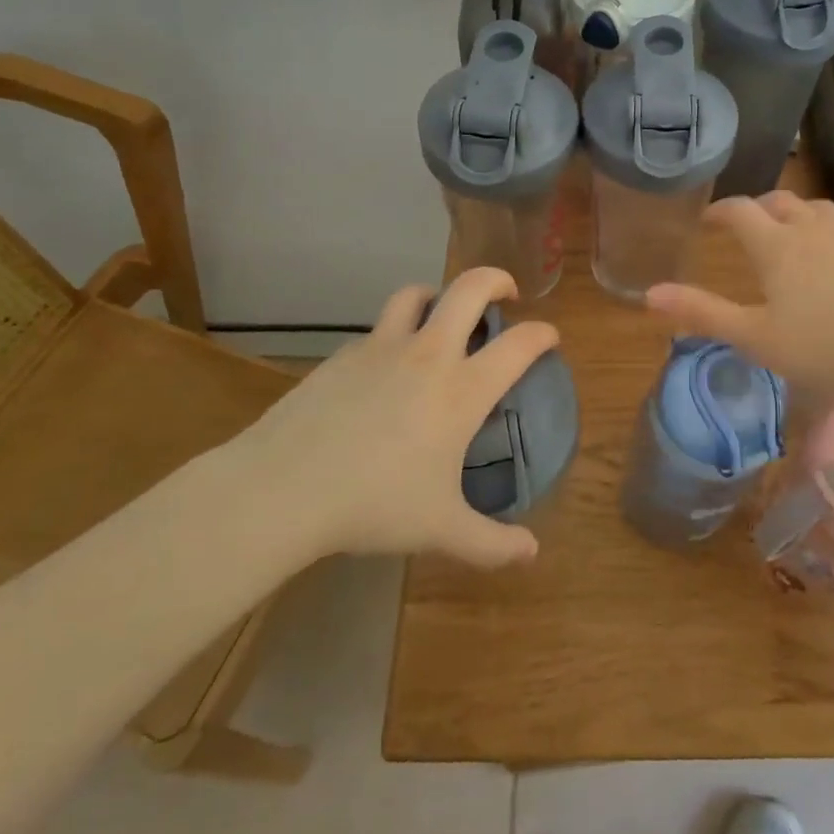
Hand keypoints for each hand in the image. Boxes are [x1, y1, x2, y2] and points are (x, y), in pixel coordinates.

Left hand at [230, 268, 556, 568]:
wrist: (284, 487)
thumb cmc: (374, 504)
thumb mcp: (440, 529)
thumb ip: (492, 543)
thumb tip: (531, 553)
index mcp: (462, 389)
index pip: (520, 344)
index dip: (543, 334)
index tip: (549, 337)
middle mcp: (428, 354)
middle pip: (470, 288)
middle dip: (496, 279)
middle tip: (505, 294)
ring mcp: (382, 347)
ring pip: (416, 295)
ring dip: (437, 295)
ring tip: (441, 314)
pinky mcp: (344, 354)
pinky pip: (377, 329)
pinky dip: (393, 334)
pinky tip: (385, 368)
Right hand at [646, 192, 833, 401]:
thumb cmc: (821, 348)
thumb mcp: (754, 337)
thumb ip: (702, 313)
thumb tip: (649, 293)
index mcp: (777, 245)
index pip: (740, 210)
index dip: (720, 210)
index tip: (708, 219)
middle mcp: (813, 228)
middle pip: (781, 201)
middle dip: (759, 207)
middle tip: (748, 225)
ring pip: (818, 210)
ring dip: (797, 215)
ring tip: (792, 234)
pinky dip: (832, 233)